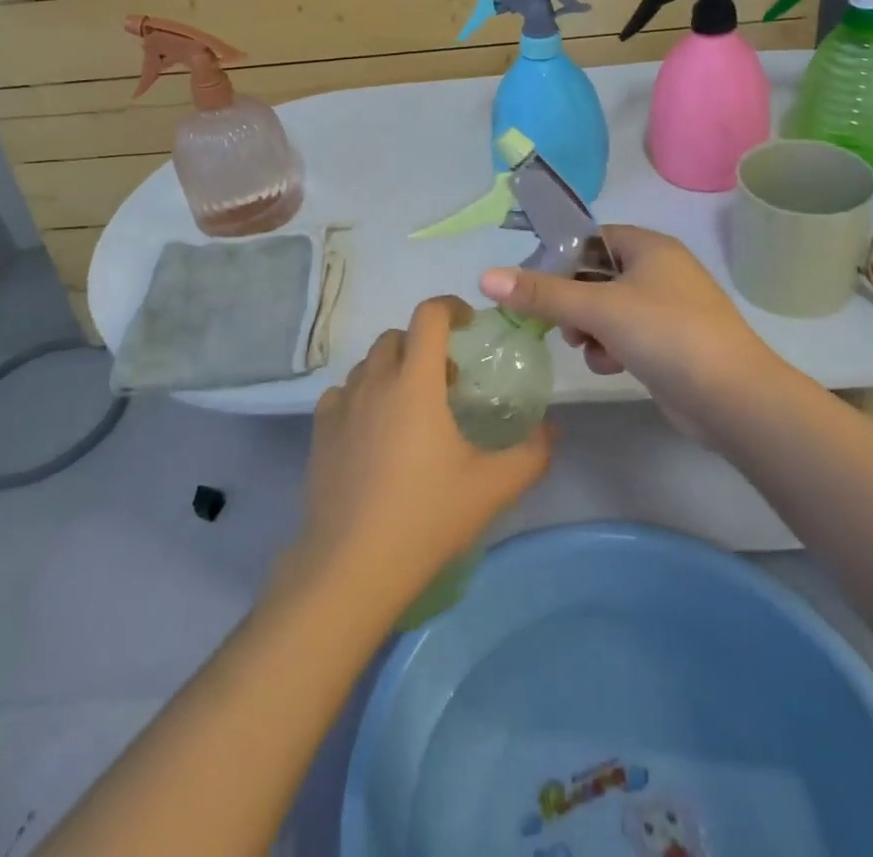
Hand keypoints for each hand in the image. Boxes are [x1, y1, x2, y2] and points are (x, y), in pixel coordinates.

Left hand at [284, 297, 551, 607]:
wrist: (353, 565)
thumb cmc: (427, 516)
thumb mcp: (493, 487)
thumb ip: (532, 453)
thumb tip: (552, 429)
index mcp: (416, 382)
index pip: (429, 316)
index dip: (451, 307)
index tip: (468, 325)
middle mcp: (375, 381)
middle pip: (397, 336)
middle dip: (423, 344)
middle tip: (446, 380)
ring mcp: (342, 405)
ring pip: (368, 364)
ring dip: (393, 369)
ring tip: (412, 407)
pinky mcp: (320, 431)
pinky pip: (342, 393)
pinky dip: (362, 395)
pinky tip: (374, 430)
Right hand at [478, 226, 788, 434]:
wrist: (733, 398)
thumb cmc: (666, 334)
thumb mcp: (598, 308)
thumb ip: (541, 293)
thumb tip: (485, 277)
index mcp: (648, 246)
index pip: (589, 239)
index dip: (558, 259)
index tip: (533, 286)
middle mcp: (658, 270)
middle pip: (594, 276)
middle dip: (572, 301)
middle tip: (560, 322)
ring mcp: (666, 308)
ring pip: (606, 308)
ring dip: (589, 328)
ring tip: (588, 347)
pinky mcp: (669, 342)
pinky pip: (625, 334)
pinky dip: (611, 348)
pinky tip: (611, 366)